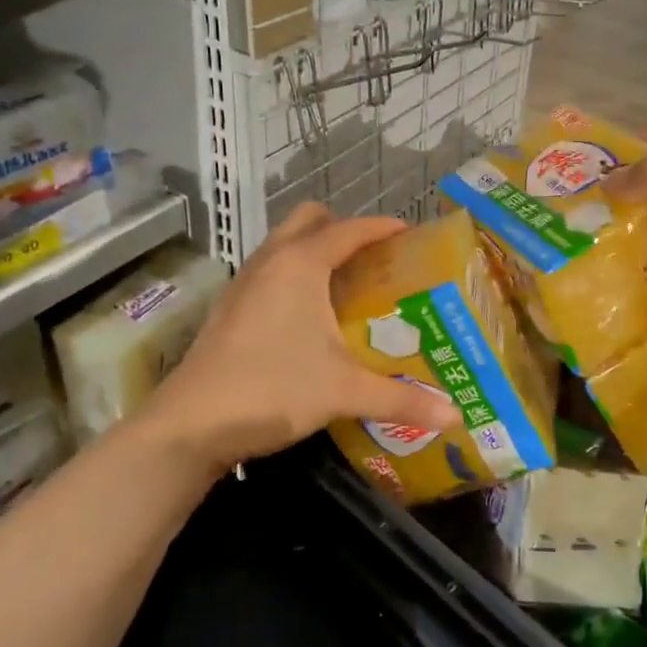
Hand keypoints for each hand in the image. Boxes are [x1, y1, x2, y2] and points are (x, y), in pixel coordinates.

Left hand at [138, 204, 457, 473]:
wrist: (189, 425)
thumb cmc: (271, 389)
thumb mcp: (343, 391)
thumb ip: (402, 398)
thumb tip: (456, 416)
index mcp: (301, 264)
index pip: (350, 230)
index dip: (382, 228)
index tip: (410, 234)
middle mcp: (270, 262)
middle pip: (308, 221)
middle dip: (341, 229)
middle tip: (373, 259)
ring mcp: (244, 283)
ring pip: (283, 245)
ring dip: (314, 251)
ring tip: (347, 285)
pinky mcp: (229, 308)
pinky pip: (269, 271)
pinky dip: (293, 275)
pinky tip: (309, 316)